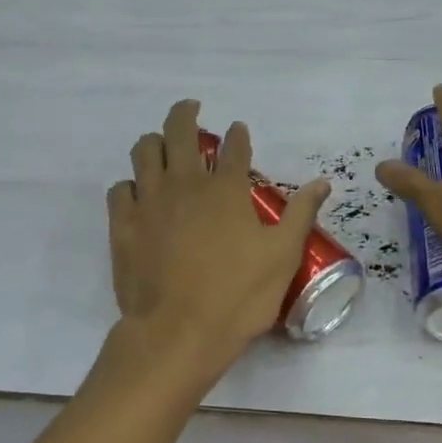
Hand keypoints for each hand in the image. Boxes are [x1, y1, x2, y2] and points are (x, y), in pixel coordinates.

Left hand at [108, 100, 330, 366]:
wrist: (178, 332)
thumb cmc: (237, 296)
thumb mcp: (282, 256)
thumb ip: (300, 214)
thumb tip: (322, 183)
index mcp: (226, 189)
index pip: (234, 147)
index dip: (238, 135)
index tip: (239, 132)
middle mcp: (185, 183)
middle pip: (180, 131)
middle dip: (186, 114)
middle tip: (191, 110)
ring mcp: (149, 201)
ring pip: (144, 151)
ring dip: (154, 142)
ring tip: (161, 145)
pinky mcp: (122, 224)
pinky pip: (119, 189)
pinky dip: (129, 185)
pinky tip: (136, 193)